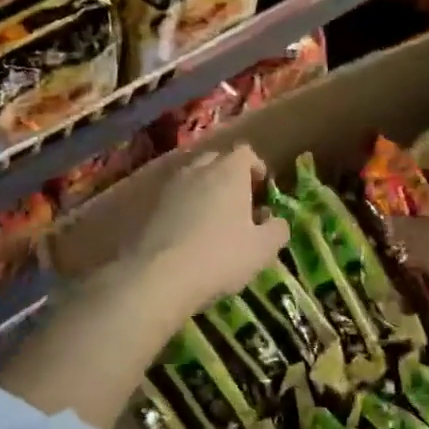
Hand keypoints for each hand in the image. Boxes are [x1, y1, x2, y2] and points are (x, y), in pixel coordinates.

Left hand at [122, 145, 287, 316]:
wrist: (160, 276)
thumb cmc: (221, 256)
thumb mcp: (262, 249)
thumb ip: (277, 229)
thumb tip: (276, 221)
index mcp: (229, 172)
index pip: (245, 152)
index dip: (256, 167)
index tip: (262, 189)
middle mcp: (198, 170)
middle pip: (217, 160)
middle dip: (229, 175)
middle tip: (239, 202)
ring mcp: (171, 186)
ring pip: (193, 177)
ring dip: (205, 190)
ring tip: (214, 218)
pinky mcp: (152, 207)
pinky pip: (175, 197)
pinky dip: (185, 206)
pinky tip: (190, 232)